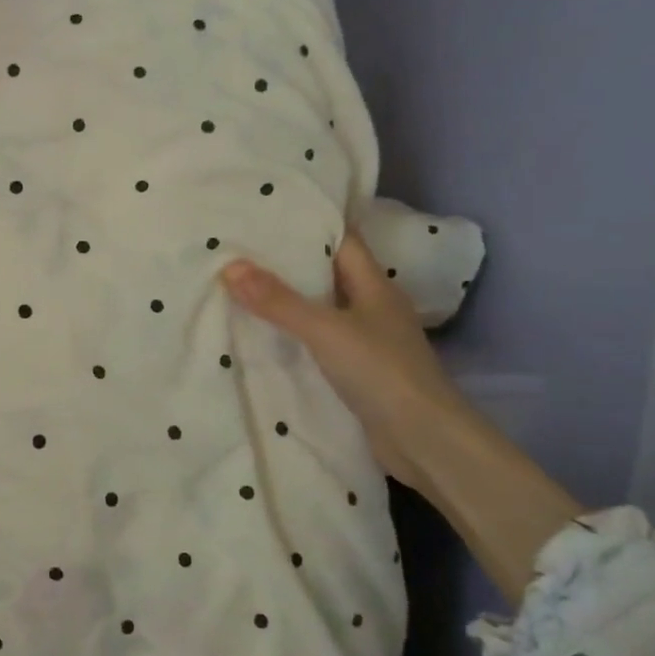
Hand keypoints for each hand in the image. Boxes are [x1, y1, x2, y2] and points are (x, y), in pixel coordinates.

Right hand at [221, 230, 467, 489]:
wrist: (424, 440)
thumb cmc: (381, 372)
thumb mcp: (325, 329)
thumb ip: (278, 301)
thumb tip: (230, 267)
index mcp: (375, 286)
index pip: (341, 242)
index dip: (309, 226)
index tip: (267, 215)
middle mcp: (373, 307)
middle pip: (328, 274)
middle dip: (290, 262)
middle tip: (242, 250)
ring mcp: (367, 341)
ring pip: (322, 309)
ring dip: (290, 300)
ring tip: (242, 287)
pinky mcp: (358, 371)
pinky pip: (320, 341)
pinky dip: (295, 334)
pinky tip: (265, 335)